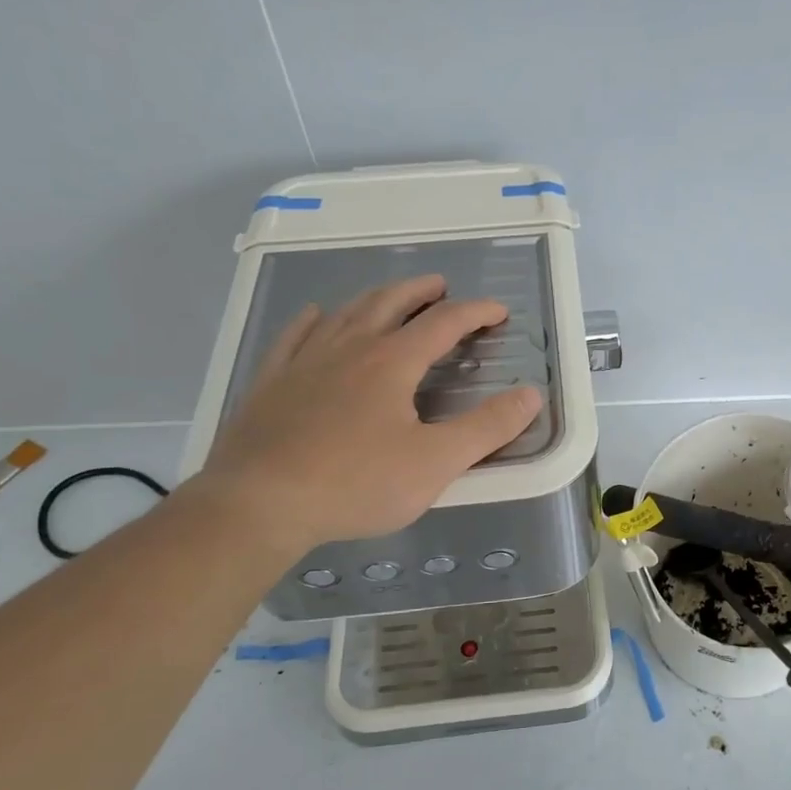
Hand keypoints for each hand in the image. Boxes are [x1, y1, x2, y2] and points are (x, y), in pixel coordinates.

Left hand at [195, 275, 541, 555]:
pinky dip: (313, 320)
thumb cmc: (356, 483)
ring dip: (375, 298)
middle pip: (390, 304)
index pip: (444, 323)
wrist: (259, 503)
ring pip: (345, 313)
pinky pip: (294, 336)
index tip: (498, 311)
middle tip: (440, 286)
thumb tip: (531, 395)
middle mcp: (349, 348)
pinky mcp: (271, 382)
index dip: (476, 312)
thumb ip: (488, 428)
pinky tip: (316, 315)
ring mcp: (304, 361)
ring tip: (390, 297)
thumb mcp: (436, 463)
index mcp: (392, 362)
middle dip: (421, 292)